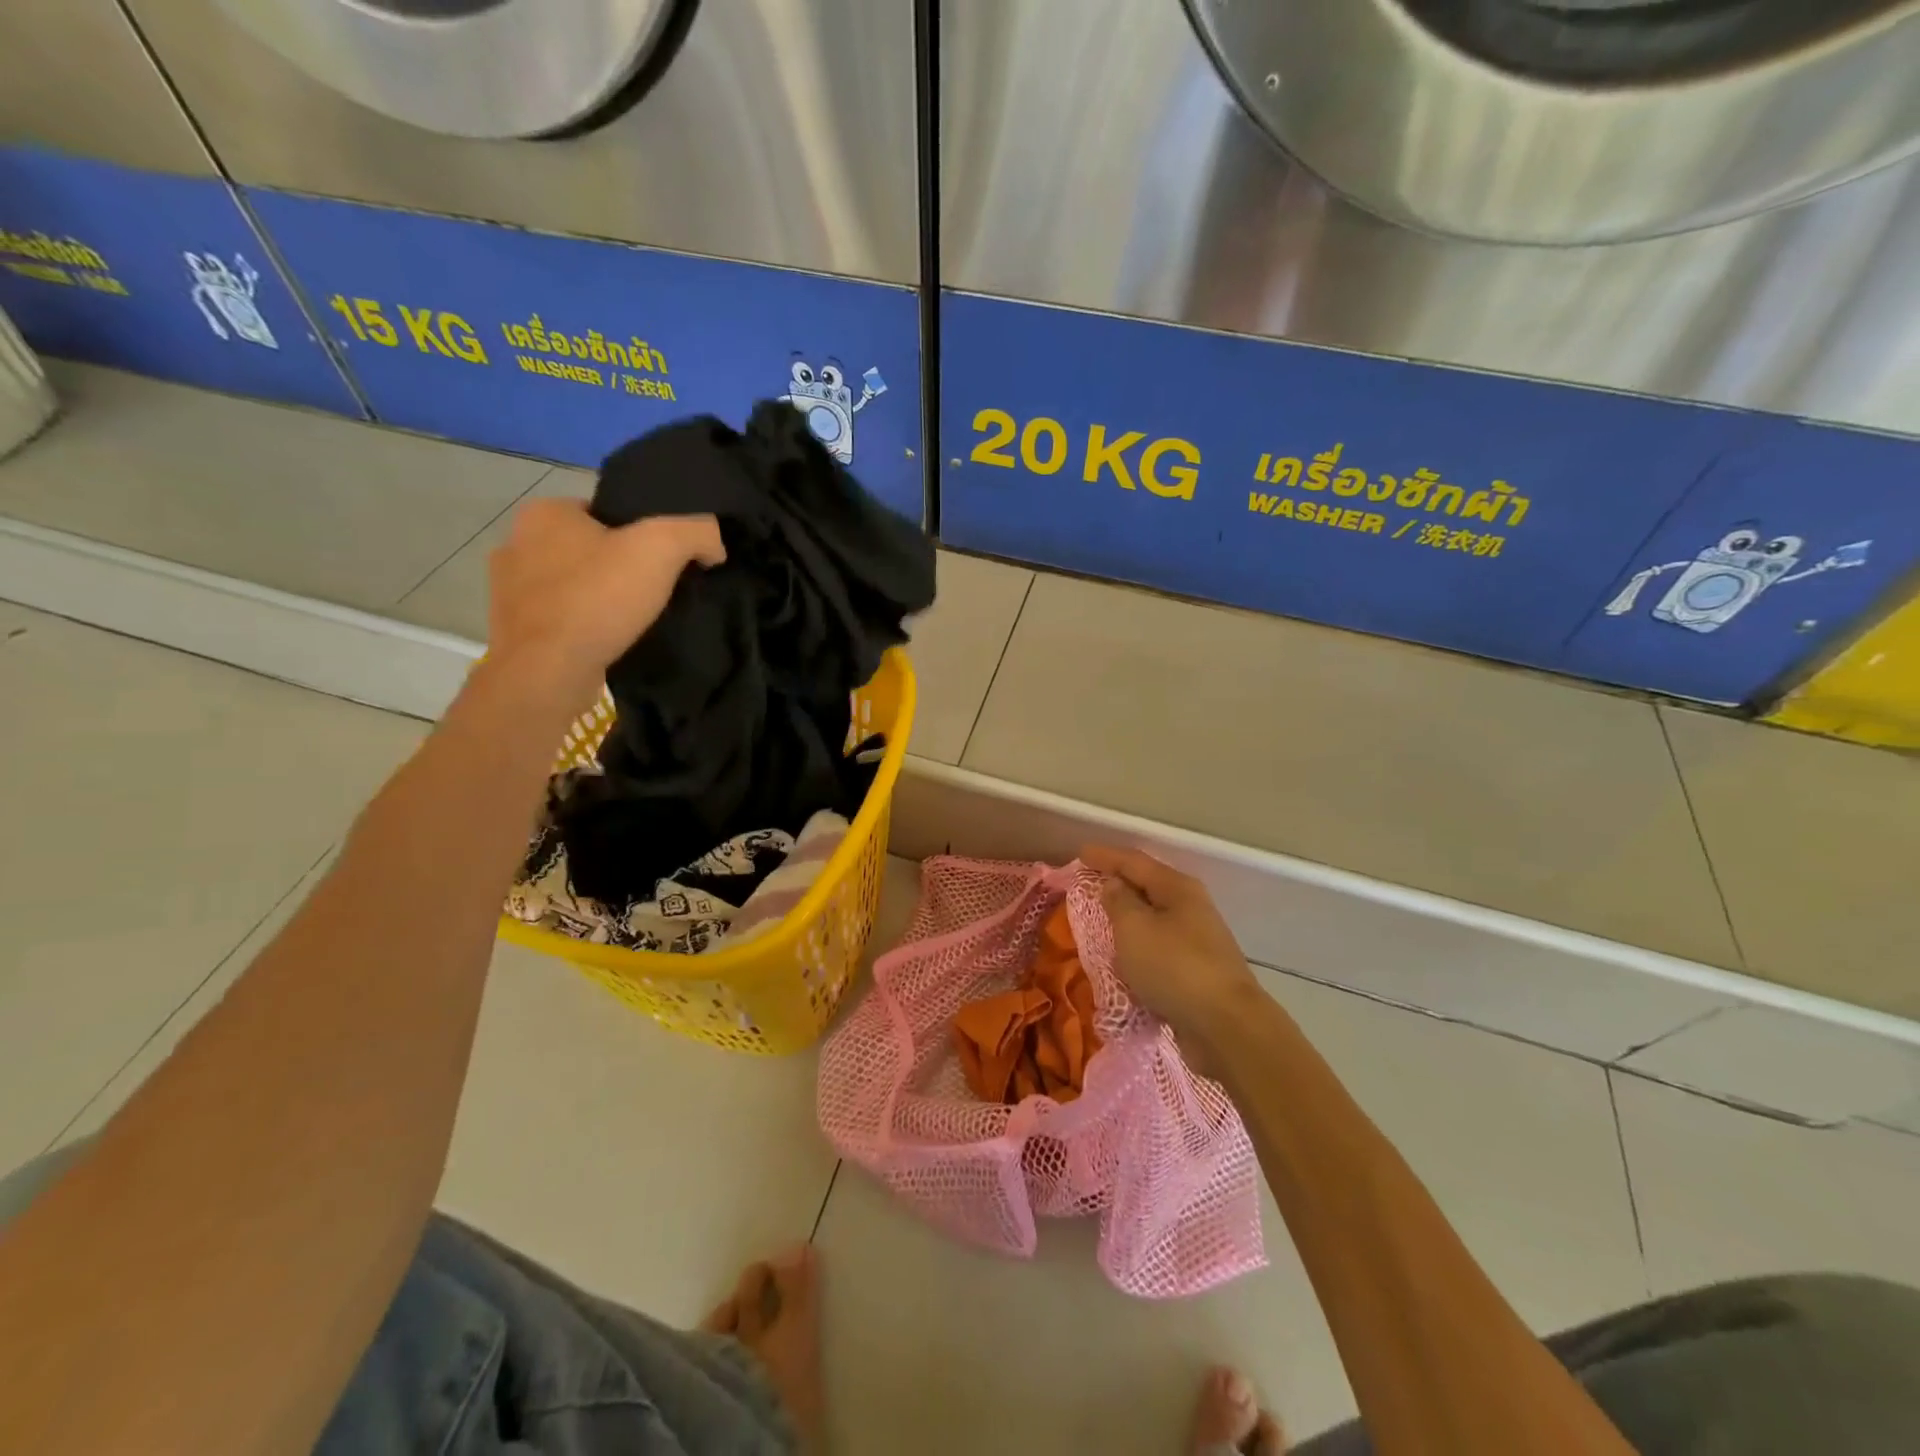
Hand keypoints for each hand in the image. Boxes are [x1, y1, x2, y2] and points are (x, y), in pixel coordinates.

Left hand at [486, 498, 723, 706]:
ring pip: (571, 585)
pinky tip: (606, 641)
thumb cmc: (597, 599)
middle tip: (654, 592)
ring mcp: (508, 590)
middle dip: (617, 566)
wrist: (546, 672)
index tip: (663, 562)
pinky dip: (582, 627)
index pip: (603, 512)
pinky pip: (559, 619)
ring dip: (597, 599)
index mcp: (544, 513)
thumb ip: (696, 532)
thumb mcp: (661, 548)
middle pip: (587, 549)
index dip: (638, 534)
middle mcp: (517, 543)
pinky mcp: (513, 630)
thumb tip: (714, 546)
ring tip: (633, 621)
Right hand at [1083, 847, 1264, 1057]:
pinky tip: (1123, 958)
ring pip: (1153, 920)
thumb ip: (1118, 902)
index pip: (1135, 861)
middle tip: (1088, 886)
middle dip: (1118, 885)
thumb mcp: (1134, 928)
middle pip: (1148, 887)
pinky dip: (1138, 949)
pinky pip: (1158, 950)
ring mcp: (1197, 941)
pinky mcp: (1196, 972)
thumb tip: (1114, 885)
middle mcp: (1191, 908)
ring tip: (1101, 921)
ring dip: (1128, 919)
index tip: (1080, 854)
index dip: (1105, 856)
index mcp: (1177, 888)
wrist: (1226, 1027)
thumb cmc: (1174, 967)